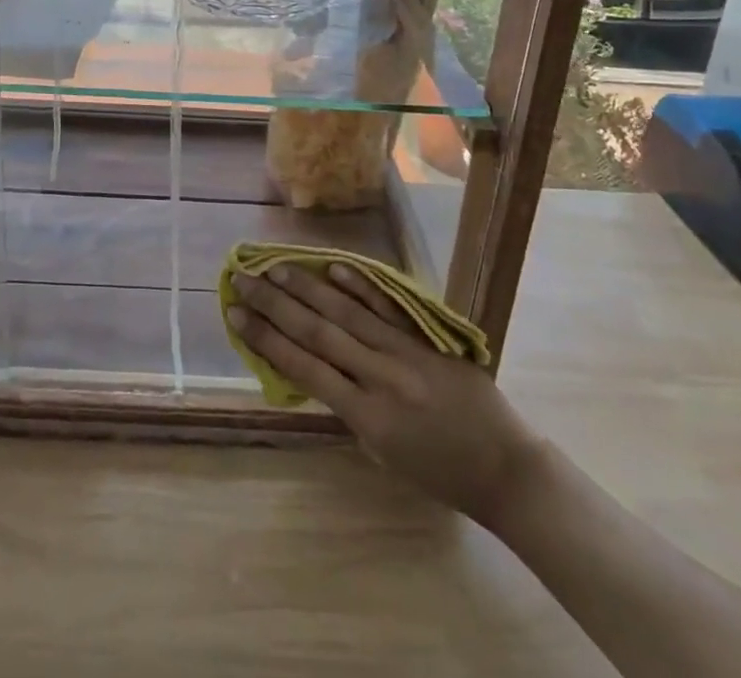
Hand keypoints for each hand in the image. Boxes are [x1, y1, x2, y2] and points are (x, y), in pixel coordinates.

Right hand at [229, 264, 541, 526]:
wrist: (506, 468)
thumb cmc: (441, 474)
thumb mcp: (384, 456)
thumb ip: (350, 410)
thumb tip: (317, 368)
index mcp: (366, 417)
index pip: (304, 368)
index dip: (266, 339)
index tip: (235, 314)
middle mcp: (380, 377)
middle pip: (317, 332)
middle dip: (275, 304)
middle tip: (242, 277)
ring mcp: (405, 352)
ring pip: (346, 312)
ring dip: (307, 287)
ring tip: (275, 266)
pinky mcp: (426, 337)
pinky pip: (387, 307)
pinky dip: (359, 285)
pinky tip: (333, 265)